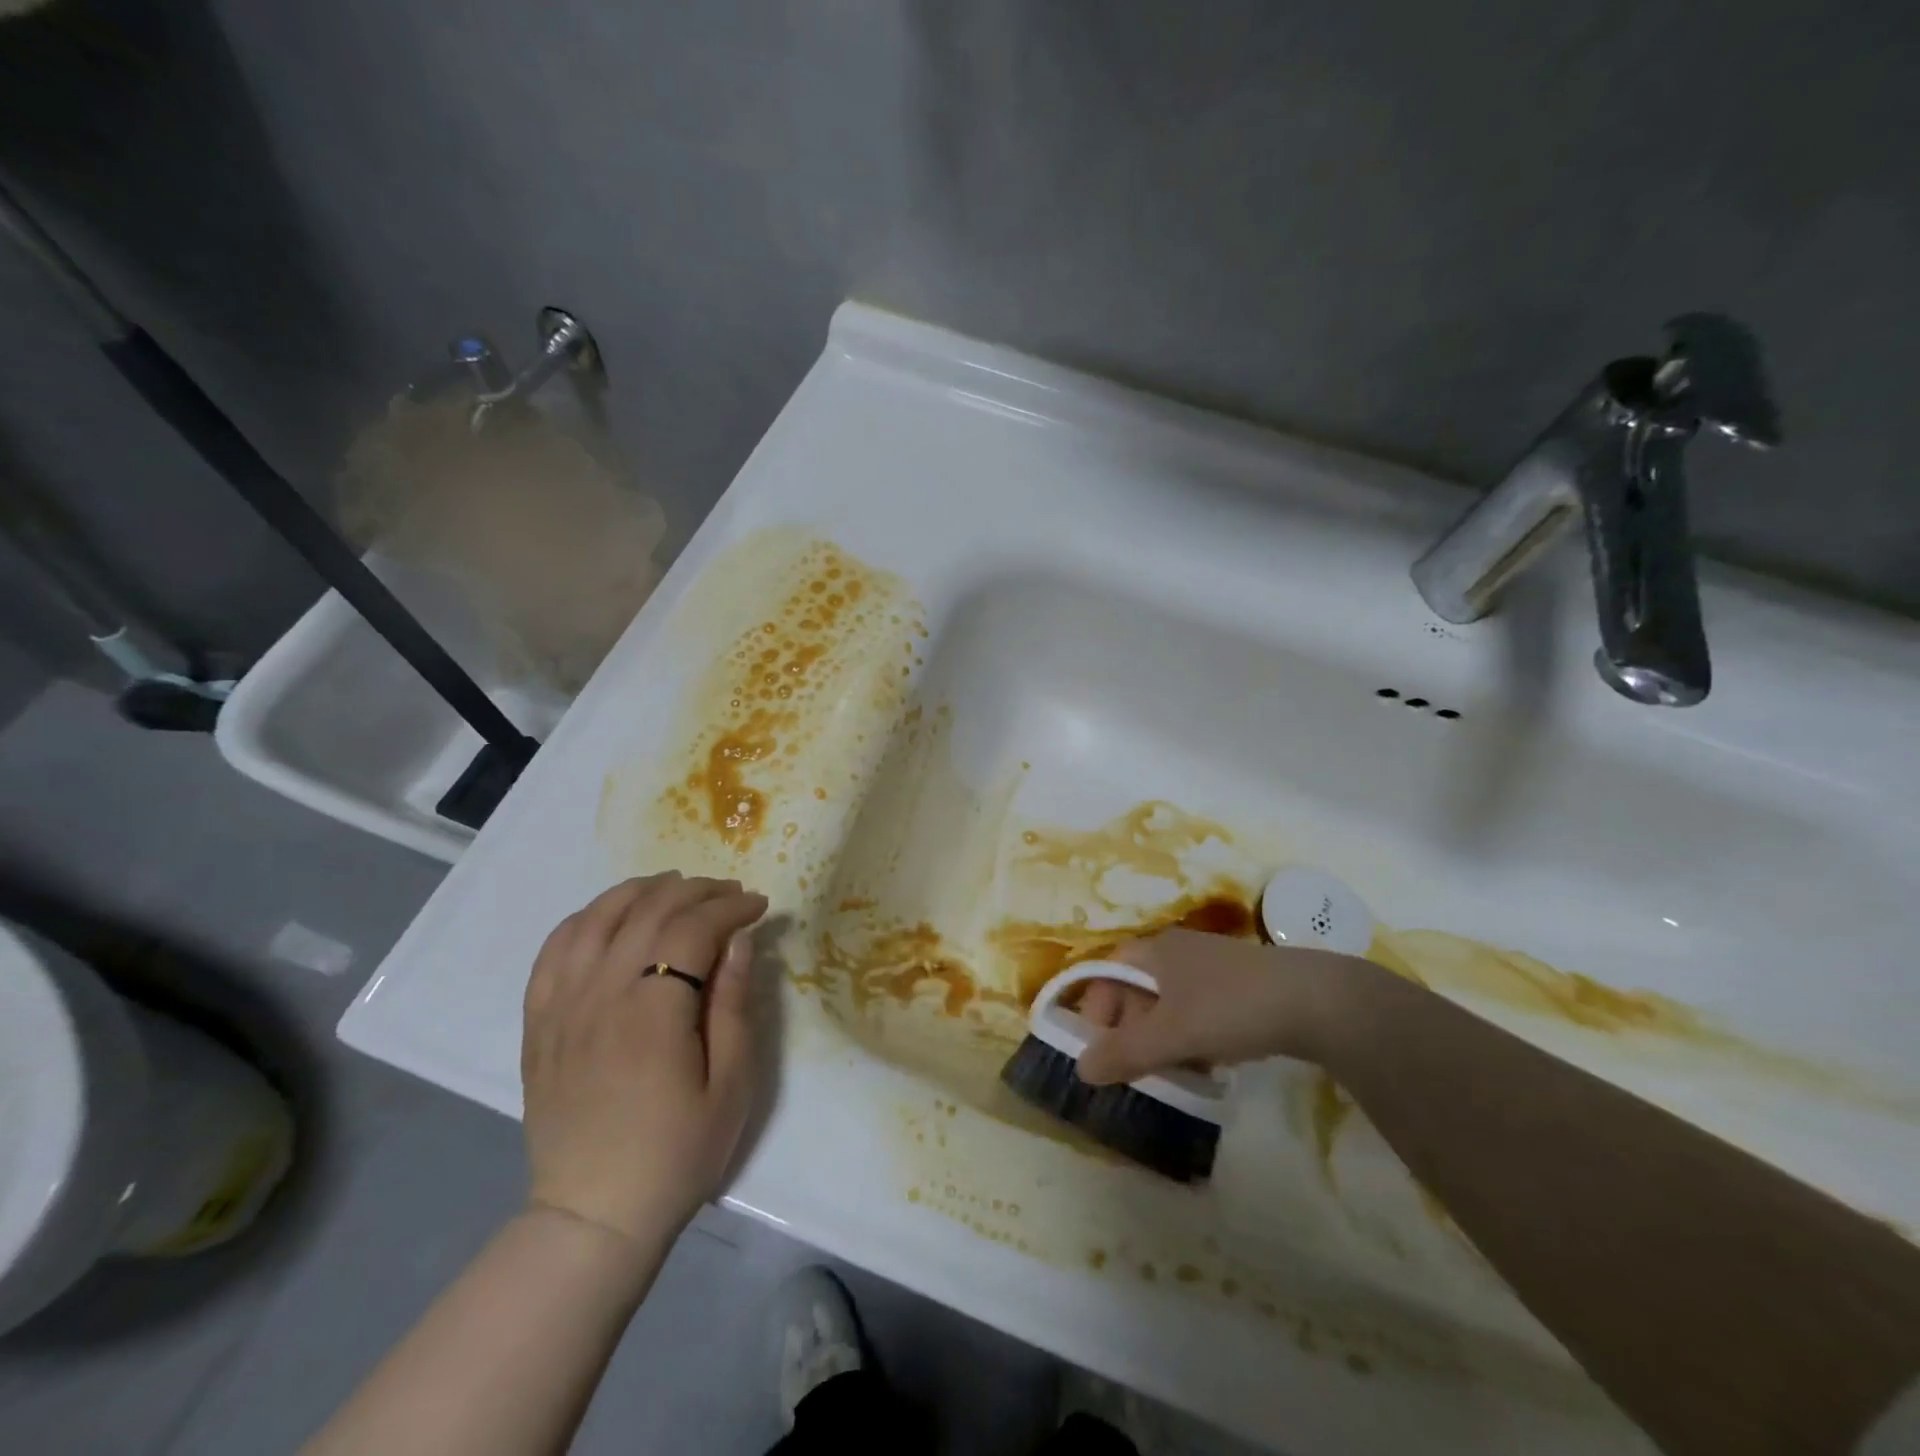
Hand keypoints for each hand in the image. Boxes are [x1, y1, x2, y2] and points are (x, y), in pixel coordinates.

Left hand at [520, 872, 768, 1245]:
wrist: (594, 1216)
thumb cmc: (677, 1152)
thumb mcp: (731, 1084)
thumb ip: (734, 1004)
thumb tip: (739, 939)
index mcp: (653, 1010)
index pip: (693, 927)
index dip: (730, 906)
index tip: (758, 905)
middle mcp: (601, 993)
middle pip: (648, 910)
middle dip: (696, 891)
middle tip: (729, 894)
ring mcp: (561, 1005)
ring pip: (598, 916)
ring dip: (642, 891)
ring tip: (676, 888)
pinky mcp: (538, 1021)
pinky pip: (556, 948)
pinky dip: (588, 917)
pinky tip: (612, 916)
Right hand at [1072, 929, 1365, 1084]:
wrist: (1319, 1002)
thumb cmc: (1233, 1008)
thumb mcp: (1173, 1034)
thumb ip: (1125, 1052)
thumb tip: (1081, 1068)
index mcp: (1154, 950)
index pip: (1106, 973)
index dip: (1095, 1009)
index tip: (1098, 1050)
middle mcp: (1176, 952)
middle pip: (1134, 990)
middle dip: (1128, 1031)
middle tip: (1134, 1070)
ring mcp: (1209, 968)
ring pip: (1166, 1005)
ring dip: (1159, 1040)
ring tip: (1169, 1074)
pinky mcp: (1237, 987)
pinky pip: (1195, 1011)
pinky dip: (1189, 1038)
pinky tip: (1204, 1065)